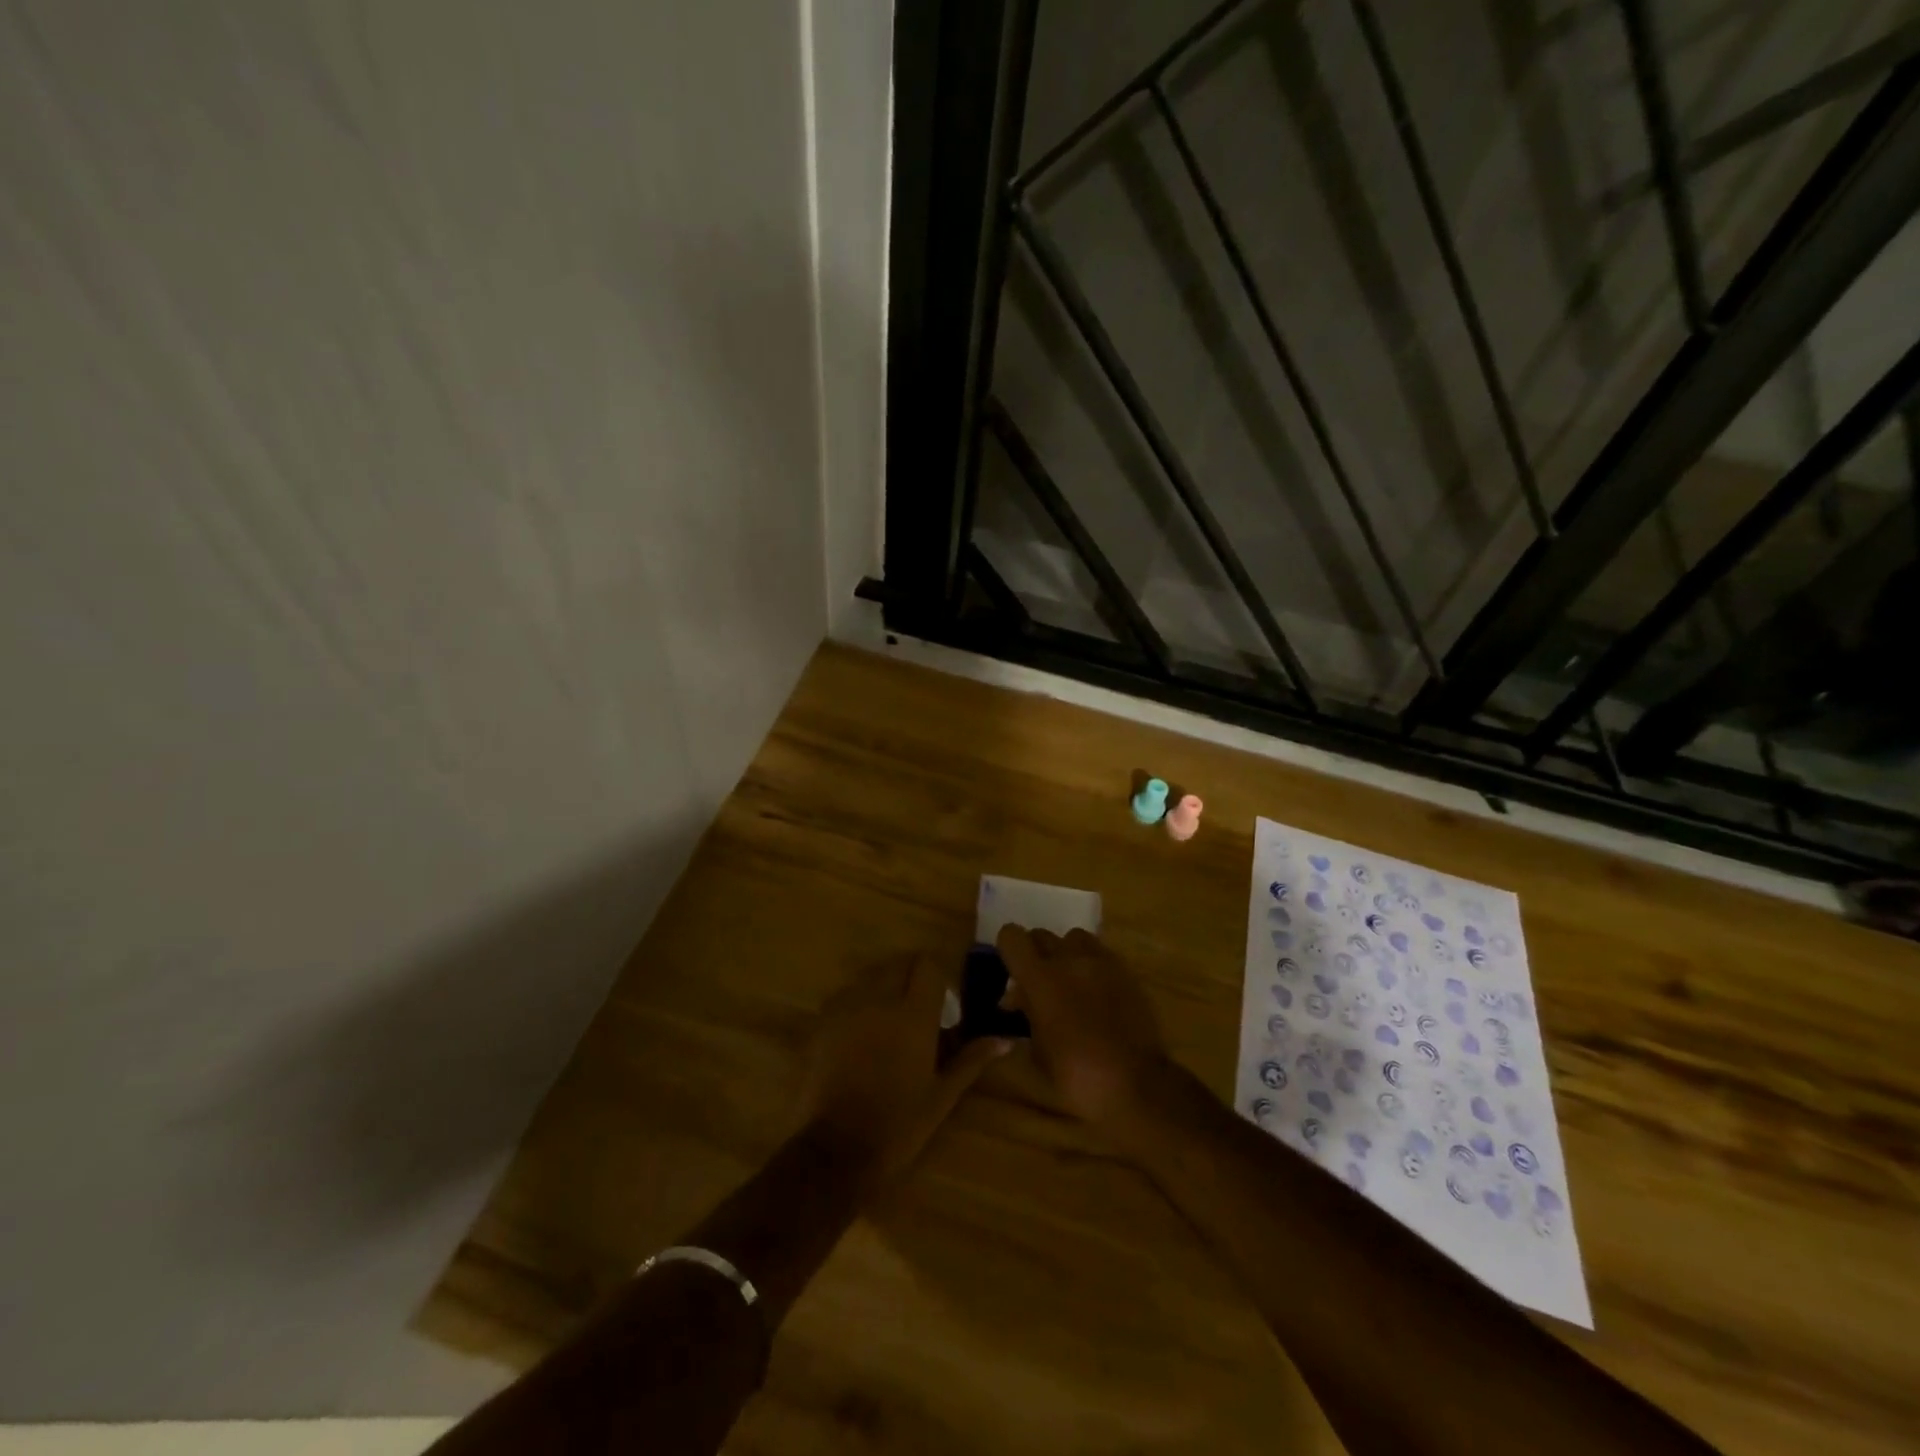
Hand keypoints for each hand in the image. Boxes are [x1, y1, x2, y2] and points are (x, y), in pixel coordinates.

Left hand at [803, 954, 1008, 1186]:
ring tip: (889, 1023)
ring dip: (884, 989)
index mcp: (913, 1015)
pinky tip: (861, 1035)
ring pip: (870, 977)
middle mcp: (879, 999)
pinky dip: (858, 1004)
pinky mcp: (823, 1022)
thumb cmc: (898, 1125)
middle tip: (919, 1011)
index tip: (944, 1003)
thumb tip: (1006, 1040)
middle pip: (898, 964)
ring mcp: (847, 1008)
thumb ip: (971, 1060)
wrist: (836, 1152)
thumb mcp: (942, 1095)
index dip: (938, 977)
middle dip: (911, 978)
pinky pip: (845, 997)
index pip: (927, 965)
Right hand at [994, 926, 1169, 1126]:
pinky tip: (1094, 992)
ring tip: (1068, 981)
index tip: (1011, 970)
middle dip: (1034, 954)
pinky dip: (1091, 965)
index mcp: (1041, 978)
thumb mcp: (1038, 1051)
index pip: (1012, 937)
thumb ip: (1025, 1015)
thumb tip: (1016, 1000)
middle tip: (1036, 982)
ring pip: (1074, 938)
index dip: (1007, 948)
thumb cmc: (1078, 1076)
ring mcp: (1101, 962)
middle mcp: (1069, 960)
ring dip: (1065, 954)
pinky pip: (1100, 954)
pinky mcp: (1126, 971)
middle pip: (1041, 935)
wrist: (1137, 1085)